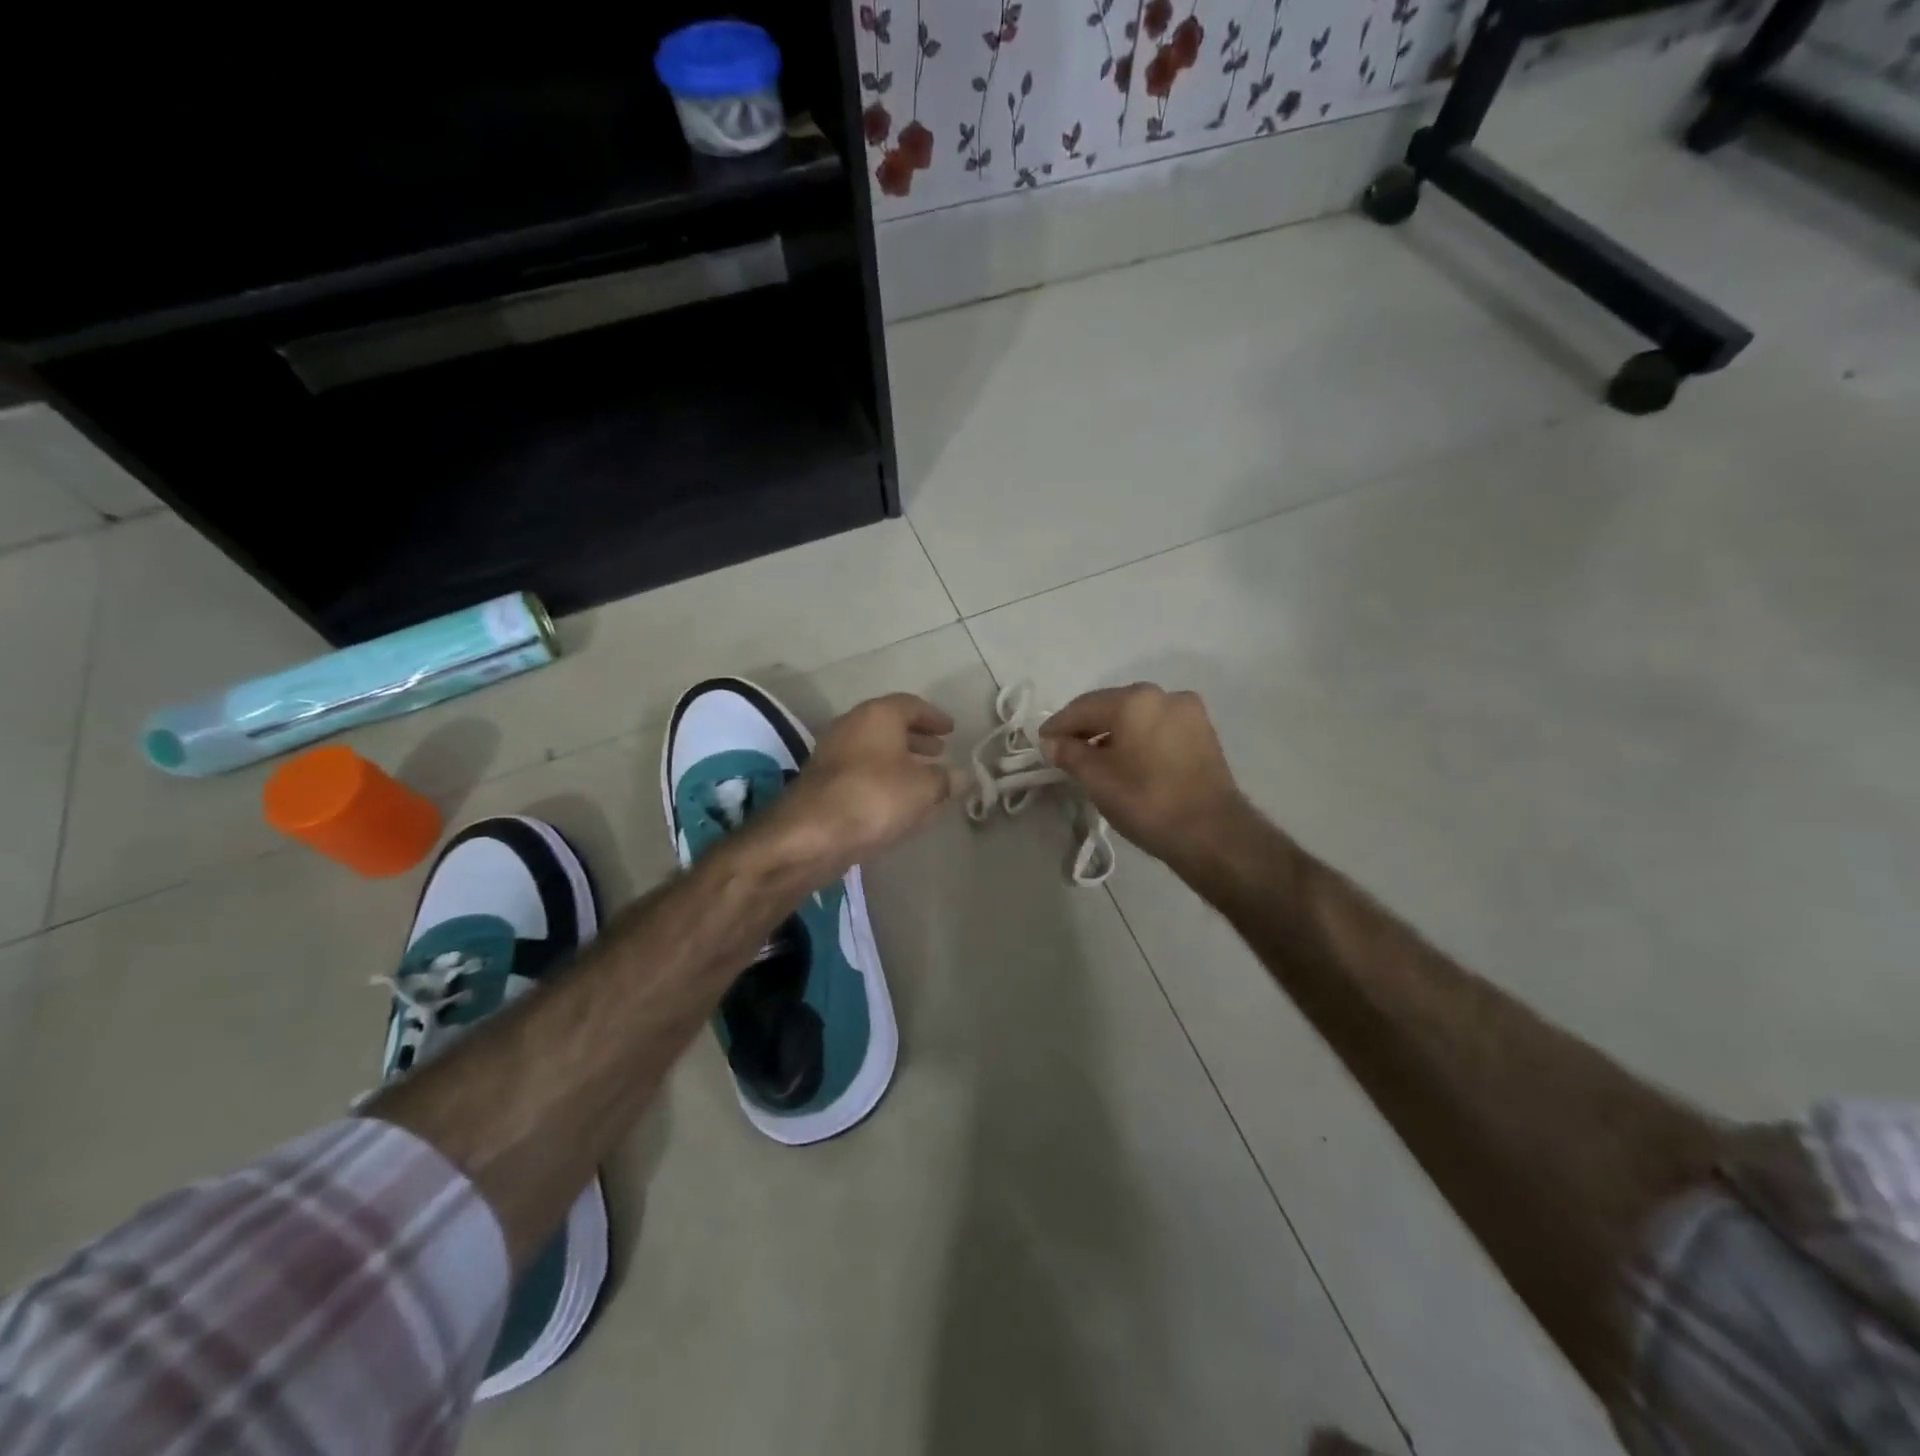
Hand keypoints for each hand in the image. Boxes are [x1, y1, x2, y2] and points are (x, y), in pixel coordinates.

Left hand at [760, 693, 961, 878]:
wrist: (811, 834)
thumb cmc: (874, 798)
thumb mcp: (923, 789)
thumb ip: (946, 780)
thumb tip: (963, 776)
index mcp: (878, 715)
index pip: (911, 705)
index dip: (934, 717)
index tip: (951, 730)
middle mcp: (852, 725)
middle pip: (889, 725)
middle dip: (916, 738)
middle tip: (939, 751)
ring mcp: (832, 753)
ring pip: (874, 750)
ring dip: (899, 760)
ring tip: (922, 777)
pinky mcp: (822, 782)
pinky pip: (861, 771)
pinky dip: (882, 778)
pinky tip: (897, 799)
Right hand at [1039, 683, 1244, 865]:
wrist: (1212, 833)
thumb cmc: (1147, 802)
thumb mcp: (1097, 779)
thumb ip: (1069, 754)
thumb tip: (1050, 742)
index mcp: (1135, 700)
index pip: (1083, 707)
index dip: (1058, 725)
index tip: (1041, 742)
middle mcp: (1164, 695)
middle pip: (1112, 706)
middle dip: (1086, 727)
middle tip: (1064, 751)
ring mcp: (1189, 712)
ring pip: (1137, 717)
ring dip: (1113, 733)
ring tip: (1095, 759)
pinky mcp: (1204, 733)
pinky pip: (1158, 728)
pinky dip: (1138, 738)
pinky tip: (1127, 760)